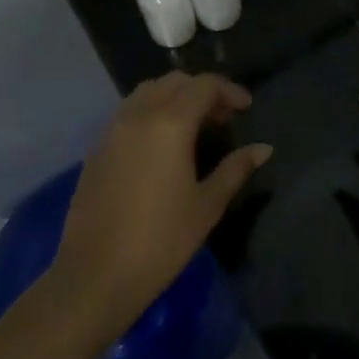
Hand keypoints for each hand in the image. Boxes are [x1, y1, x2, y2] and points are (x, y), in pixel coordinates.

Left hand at [52, 72, 270, 334]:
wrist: (95, 276)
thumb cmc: (161, 240)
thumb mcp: (207, 204)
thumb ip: (236, 168)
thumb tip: (263, 148)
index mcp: (169, 123)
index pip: (203, 85)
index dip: (229, 91)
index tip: (246, 109)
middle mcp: (137, 115)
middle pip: (174, 82)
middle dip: (202, 91)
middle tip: (222, 118)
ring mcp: (112, 131)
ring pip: (147, 92)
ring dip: (174, 98)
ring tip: (194, 127)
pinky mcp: (97, 149)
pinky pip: (128, 113)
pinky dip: (152, 113)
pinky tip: (163, 145)